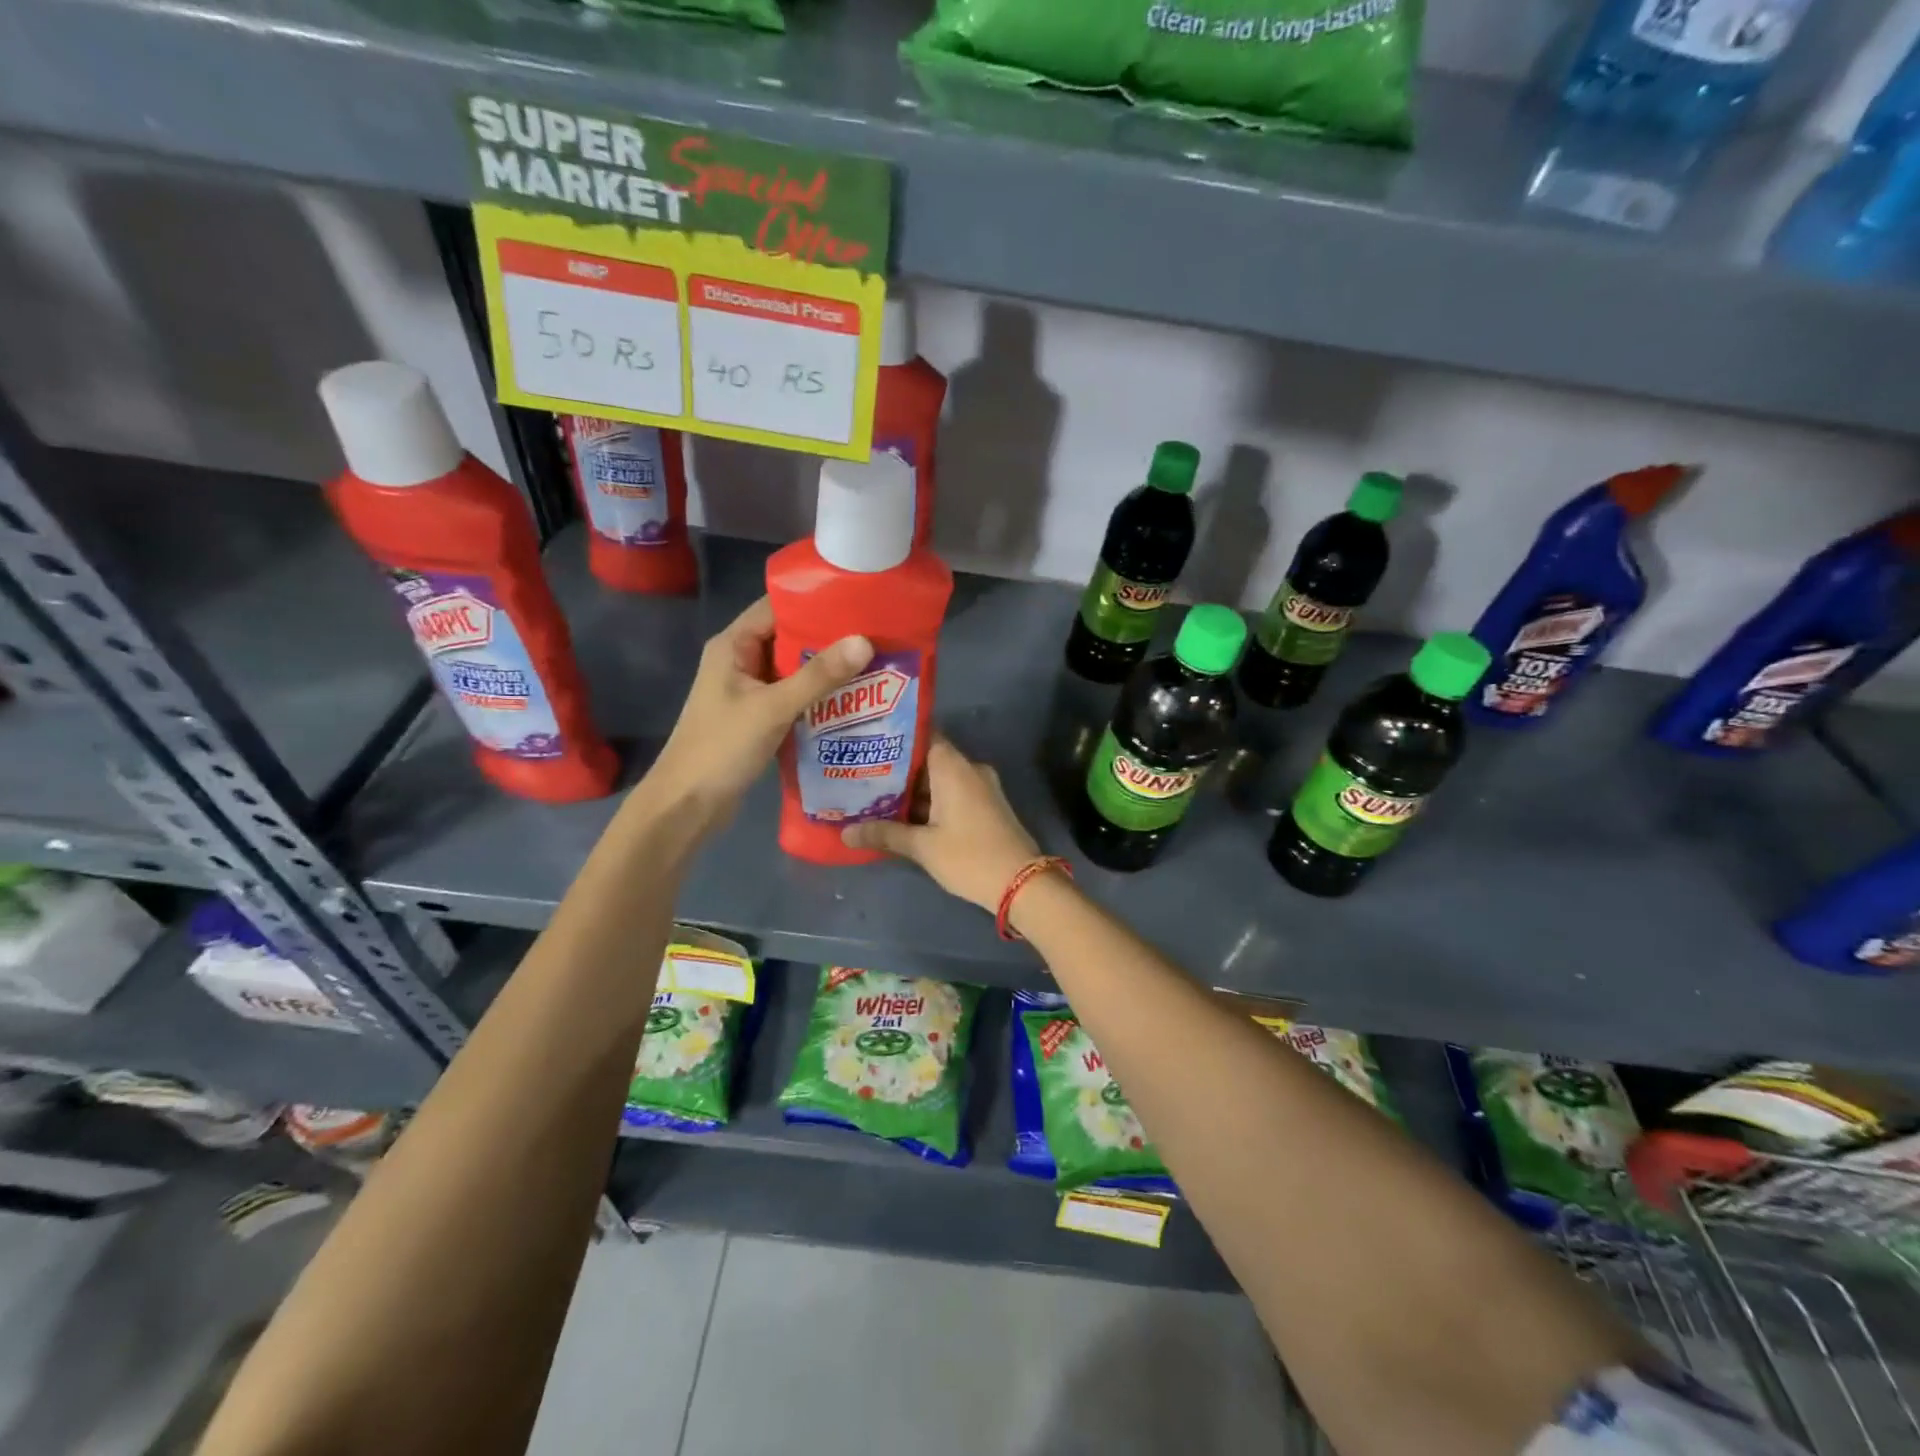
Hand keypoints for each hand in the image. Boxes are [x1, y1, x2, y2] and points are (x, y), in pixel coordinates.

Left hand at [645, 597, 871, 832]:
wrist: (688, 804)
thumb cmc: (722, 748)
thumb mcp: (773, 708)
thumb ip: (819, 676)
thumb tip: (864, 642)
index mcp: (733, 645)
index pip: (778, 606)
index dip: (817, 601)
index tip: (859, 601)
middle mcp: (740, 660)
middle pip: (790, 637)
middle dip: (830, 637)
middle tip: (877, 635)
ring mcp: (749, 690)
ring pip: (794, 669)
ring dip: (827, 669)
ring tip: (874, 663)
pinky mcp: (758, 716)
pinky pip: (793, 695)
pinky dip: (818, 696)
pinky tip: (852, 699)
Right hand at [841, 736, 1040, 911]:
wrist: (1022, 883)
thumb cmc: (969, 856)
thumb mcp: (922, 847)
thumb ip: (884, 834)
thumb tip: (845, 832)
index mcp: (954, 767)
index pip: (922, 735)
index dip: (895, 738)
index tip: (867, 742)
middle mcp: (969, 769)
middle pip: (928, 758)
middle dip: (897, 769)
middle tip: (860, 774)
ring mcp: (981, 788)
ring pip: (940, 780)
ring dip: (912, 790)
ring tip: (873, 796)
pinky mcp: (985, 806)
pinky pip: (952, 794)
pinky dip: (930, 802)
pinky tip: (903, 816)